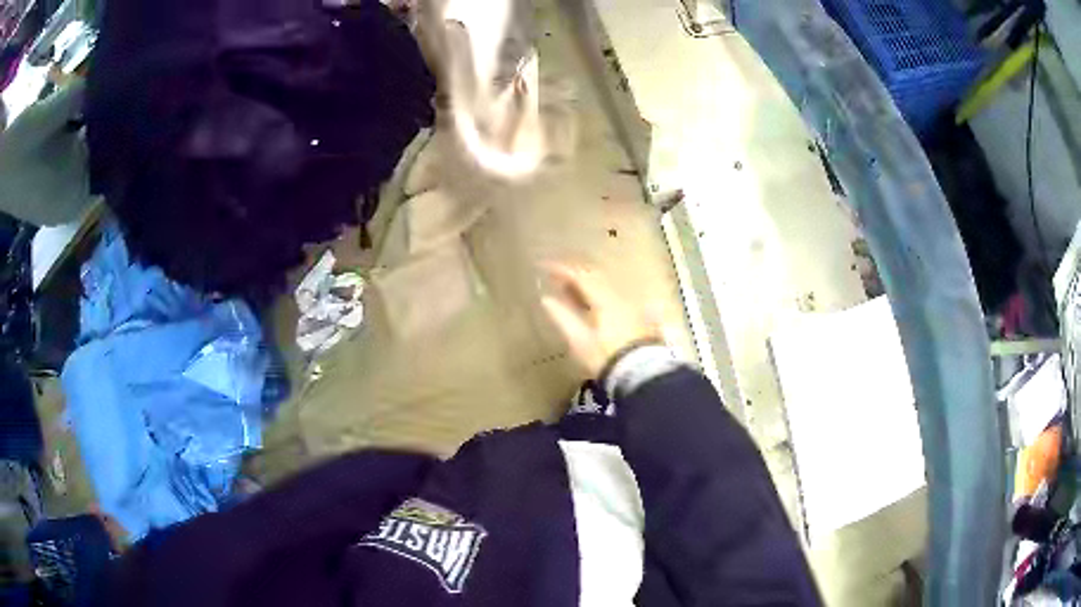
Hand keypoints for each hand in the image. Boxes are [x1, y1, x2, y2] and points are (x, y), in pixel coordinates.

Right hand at [541, 263, 661, 377]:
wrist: (642, 375)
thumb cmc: (606, 358)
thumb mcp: (579, 340)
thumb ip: (563, 317)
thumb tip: (547, 299)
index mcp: (604, 299)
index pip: (581, 275)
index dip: (562, 269)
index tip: (544, 267)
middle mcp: (619, 296)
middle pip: (596, 276)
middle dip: (575, 274)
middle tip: (556, 278)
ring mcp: (631, 306)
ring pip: (606, 286)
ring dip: (587, 284)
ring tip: (571, 291)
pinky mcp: (638, 317)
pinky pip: (615, 297)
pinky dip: (599, 295)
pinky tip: (594, 304)